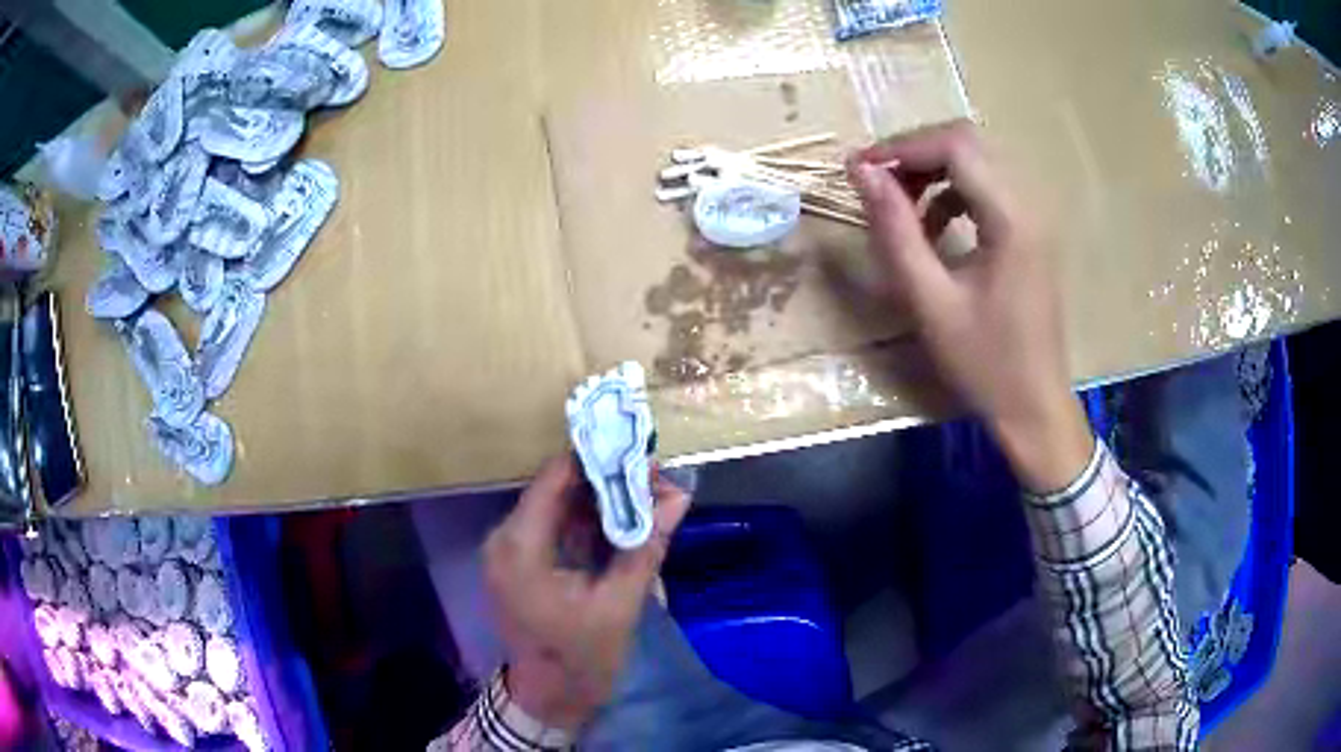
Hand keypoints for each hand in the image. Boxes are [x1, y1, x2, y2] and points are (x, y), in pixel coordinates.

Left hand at [484, 455, 689, 729]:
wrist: (549, 699)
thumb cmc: (581, 658)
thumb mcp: (620, 604)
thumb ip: (646, 545)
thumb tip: (680, 495)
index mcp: (520, 546)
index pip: (556, 477)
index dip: (599, 459)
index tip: (642, 454)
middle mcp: (505, 538)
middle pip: (557, 488)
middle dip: (608, 481)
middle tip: (658, 481)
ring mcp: (509, 549)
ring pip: (558, 505)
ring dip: (601, 501)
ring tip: (650, 497)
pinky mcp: (519, 561)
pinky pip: (554, 526)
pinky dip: (588, 522)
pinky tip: (624, 522)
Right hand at [848, 121, 1092, 491]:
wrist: (1033, 406)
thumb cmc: (984, 363)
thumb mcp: (930, 301)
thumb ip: (895, 231)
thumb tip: (862, 173)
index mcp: (1011, 218)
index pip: (955, 145)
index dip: (902, 146)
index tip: (859, 169)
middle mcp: (1029, 203)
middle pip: (968, 141)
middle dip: (916, 152)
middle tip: (876, 182)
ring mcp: (1034, 216)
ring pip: (978, 160)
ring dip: (933, 170)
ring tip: (899, 205)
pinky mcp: (1031, 231)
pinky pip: (988, 186)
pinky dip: (953, 191)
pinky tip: (933, 225)